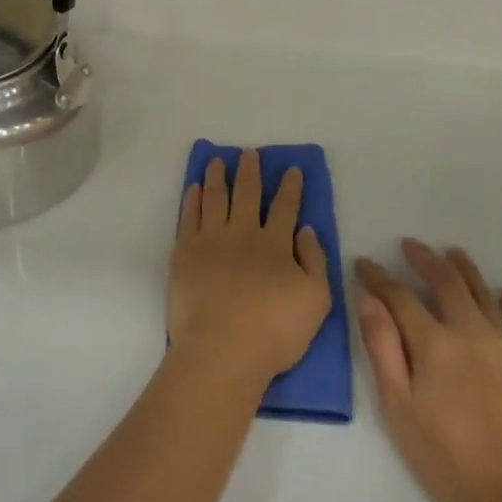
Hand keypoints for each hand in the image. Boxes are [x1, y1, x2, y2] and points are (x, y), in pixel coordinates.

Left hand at [169, 150, 331, 387]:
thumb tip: (306, 230)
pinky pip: (188, 217)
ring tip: (217, 160)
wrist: (222, 349)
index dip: (290, 187)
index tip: (291, 168)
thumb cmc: (274, 331)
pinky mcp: (184, 253)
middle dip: (250, 171)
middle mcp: (242, 234)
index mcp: (275, 245)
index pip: (285, 208)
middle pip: (247, 194)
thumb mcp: (316, 300)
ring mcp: (210, 241)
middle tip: (249, 153)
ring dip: (216, 177)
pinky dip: (192, 200)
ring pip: (214, 198)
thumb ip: (315, 261)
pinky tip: (193, 189)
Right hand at [355, 241, 501, 501]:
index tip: (362, 263)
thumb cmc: (448, 459)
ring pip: (483, 294)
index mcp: (433, 343)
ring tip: (452, 253)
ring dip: (465, 269)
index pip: (399, 296)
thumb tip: (369, 302)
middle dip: (424, 259)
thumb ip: (383, 350)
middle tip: (410, 244)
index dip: (378, 277)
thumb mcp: (399, 408)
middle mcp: (470, 332)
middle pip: (445, 282)